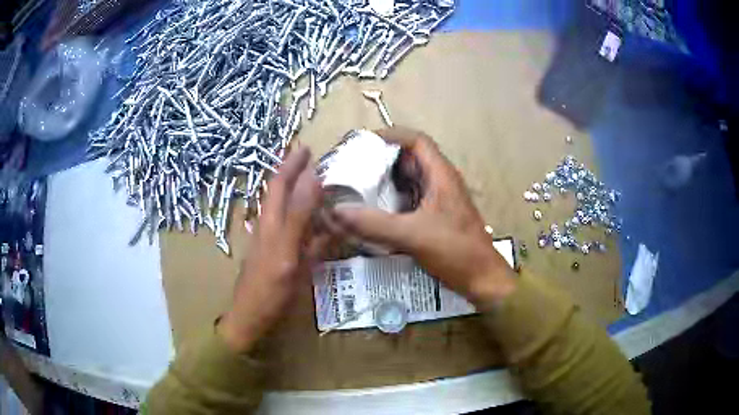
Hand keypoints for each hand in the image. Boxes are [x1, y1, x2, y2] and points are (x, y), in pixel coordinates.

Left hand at [218, 147, 324, 352]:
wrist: (254, 319)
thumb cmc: (267, 288)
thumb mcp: (285, 250)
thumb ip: (299, 215)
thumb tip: (314, 177)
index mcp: (270, 221)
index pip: (279, 183)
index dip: (291, 164)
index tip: (307, 147)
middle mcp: (272, 227)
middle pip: (284, 194)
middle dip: (298, 175)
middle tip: (320, 163)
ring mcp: (279, 243)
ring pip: (294, 213)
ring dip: (308, 197)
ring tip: (328, 188)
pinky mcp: (286, 258)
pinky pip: (302, 235)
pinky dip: (315, 225)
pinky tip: (327, 226)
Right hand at [332, 127, 515, 306]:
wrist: (481, 278)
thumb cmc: (455, 250)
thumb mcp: (412, 235)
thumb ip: (374, 224)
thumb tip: (336, 212)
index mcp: (441, 175)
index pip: (417, 141)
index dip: (392, 136)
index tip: (364, 143)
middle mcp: (441, 182)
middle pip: (410, 160)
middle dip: (382, 161)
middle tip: (353, 167)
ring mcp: (439, 201)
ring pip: (409, 182)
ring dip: (386, 182)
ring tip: (357, 187)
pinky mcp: (436, 218)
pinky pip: (410, 201)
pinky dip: (392, 202)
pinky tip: (374, 212)